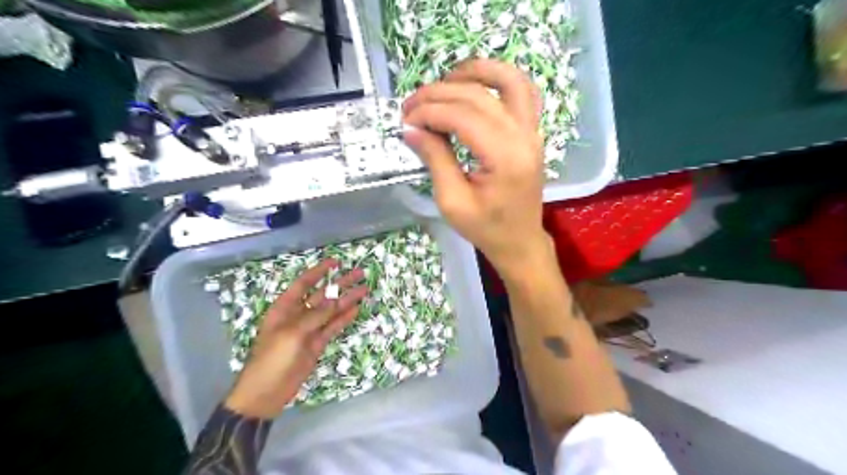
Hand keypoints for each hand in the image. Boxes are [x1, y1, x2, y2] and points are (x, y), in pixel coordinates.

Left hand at [225, 260, 367, 418]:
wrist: (266, 392)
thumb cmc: (273, 358)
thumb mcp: (292, 333)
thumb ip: (315, 315)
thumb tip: (336, 299)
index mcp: (285, 307)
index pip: (304, 283)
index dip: (319, 271)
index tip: (336, 262)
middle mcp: (298, 315)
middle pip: (322, 295)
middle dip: (340, 284)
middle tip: (359, 274)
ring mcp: (309, 330)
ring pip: (331, 311)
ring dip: (347, 300)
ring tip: (365, 289)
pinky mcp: (317, 343)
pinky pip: (332, 327)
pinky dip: (344, 319)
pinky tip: (356, 309)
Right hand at [401, 60, 548, 274]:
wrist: (520, 241)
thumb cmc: (486, 229)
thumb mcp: (452, 201)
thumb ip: (435, 159)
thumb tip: (411, 128)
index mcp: (504, 158)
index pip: (462, 116)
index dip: (429, 112)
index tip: (405, 120)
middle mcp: (524, 137)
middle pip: (478, 96)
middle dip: (439, 94)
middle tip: (411, 106)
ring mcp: (533, 131)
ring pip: (508, 81)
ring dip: (474, 72)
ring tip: (443, 81)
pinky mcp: (532, 132)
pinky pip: (522, 91)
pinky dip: (499, 79)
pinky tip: (475, 85)